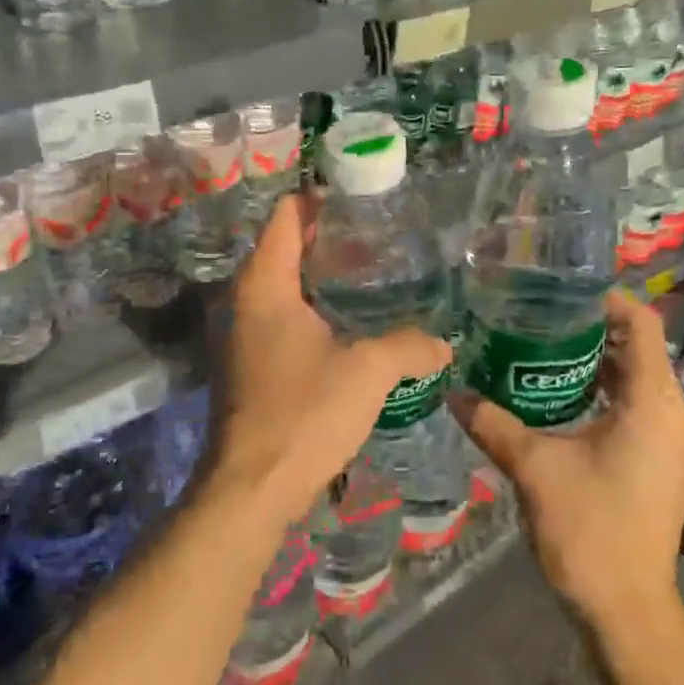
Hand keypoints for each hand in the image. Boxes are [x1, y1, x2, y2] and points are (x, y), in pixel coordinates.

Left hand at [206, 194, 452, 537]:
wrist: (252, 487)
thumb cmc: (304, 414)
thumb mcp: (368, 371)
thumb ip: (409, 346)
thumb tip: (442, 343)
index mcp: (264, 285)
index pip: (285, 216)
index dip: (319, 199)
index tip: (359, 197)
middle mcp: (243, 300)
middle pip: (283, 247)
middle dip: (327, 237)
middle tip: (377, 236)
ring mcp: (241, 333)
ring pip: (282, 285)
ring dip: (319, 276)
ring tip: (370, 275)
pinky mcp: (247, 364)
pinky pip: (281, 317)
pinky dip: (310, 308)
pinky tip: (347, 324)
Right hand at [450, 290, 683, 631]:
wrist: (628, 609)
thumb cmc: (589, 529)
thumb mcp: (533, 467)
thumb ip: (492, 423)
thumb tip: (452, 392)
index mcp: (653, 403)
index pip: (643, 324)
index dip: (606, 300)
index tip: (559, 294)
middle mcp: (675, 413)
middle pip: (641, 347)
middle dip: (593, 329)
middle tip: (538, 318)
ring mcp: (674, 439)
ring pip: (640, 377)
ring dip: (598, 361)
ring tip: (543, 349)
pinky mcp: (664, 459)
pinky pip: (640, 405)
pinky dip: (607, 390)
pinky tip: (563, 397)